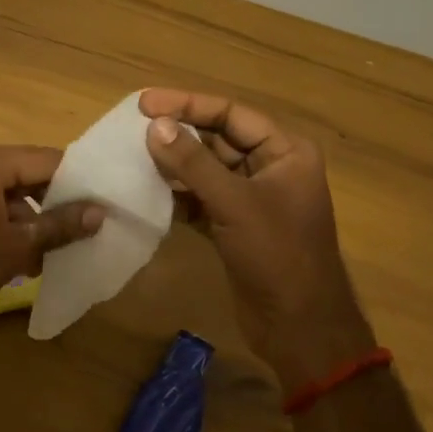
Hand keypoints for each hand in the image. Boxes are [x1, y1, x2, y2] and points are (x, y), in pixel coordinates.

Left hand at [0, 145, 102, 328]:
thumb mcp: (16, 248)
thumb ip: (60, 226)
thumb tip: (100, 213)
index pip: (48, 160)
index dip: (78, 181)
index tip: (104, 203)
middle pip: (29, 173)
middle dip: (56, 201)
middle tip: (86, 226)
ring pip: (11, 191)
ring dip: (33, 217)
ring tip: (57, 249)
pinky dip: (9, 222)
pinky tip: (26, 255)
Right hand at [139, 89, 374, 388]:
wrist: (299, 327)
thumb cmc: (277, 255)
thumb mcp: (234, 203)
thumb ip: (193, 163)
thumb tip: (156, 126)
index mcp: (285, 151)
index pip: (231, 114)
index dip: (188, 105)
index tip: (144, 104)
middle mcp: (271, 167)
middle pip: (218, 139)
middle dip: (178, 134)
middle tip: (133, 129)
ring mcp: (253, 198)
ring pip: (207, 170)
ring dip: (174, 165)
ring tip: (133, 156)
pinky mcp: (236, 225)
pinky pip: (202, 198)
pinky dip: (178, 195)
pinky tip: (148, 191)